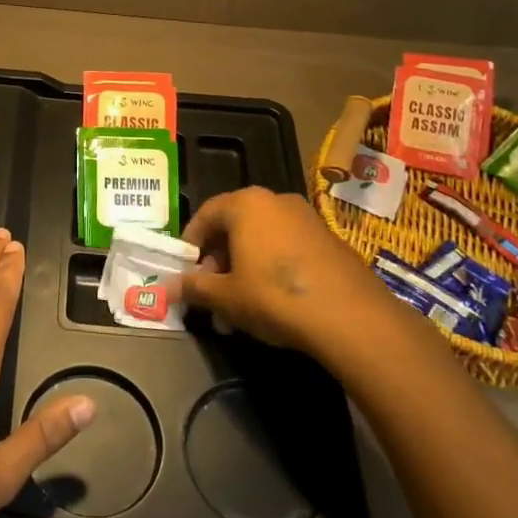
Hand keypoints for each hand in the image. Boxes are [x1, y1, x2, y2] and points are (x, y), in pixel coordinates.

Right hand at [179, 187, 401, 356]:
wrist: (351, 317)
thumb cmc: (275, 296)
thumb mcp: (226, 297)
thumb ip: (195, 288)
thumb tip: (166, 287)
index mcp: (245, 204)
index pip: (206, 213)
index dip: (191, 242)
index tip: (186, 268)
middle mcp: (275, 200)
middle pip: (236, 224)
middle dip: (219, 256)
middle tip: (213, 288)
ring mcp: (307, 218)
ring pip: (263, 236)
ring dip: (246, 263)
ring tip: (242, 301)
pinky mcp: (330, 239)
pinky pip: (289, 246)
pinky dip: (274, 266)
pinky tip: (275, 300)